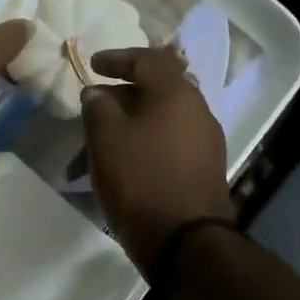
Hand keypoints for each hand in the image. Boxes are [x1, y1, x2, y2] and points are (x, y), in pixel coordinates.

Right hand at [81, 46, 232, 270]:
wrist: (185, 241)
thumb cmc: (140, 179)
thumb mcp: (106, 139)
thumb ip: (98, 107)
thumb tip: (98, 93)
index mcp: (176, 93)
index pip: (148, 59)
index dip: (118, 58)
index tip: (92, 65)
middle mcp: (198, 110)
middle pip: (160, 86)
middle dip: (126, 90)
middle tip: (98, 102)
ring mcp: (207, 140)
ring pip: (167, 115)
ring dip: (137, 117)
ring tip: (108, 133)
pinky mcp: (206, 167)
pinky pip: (173, 139)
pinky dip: (149, 138)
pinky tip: (129, 157)